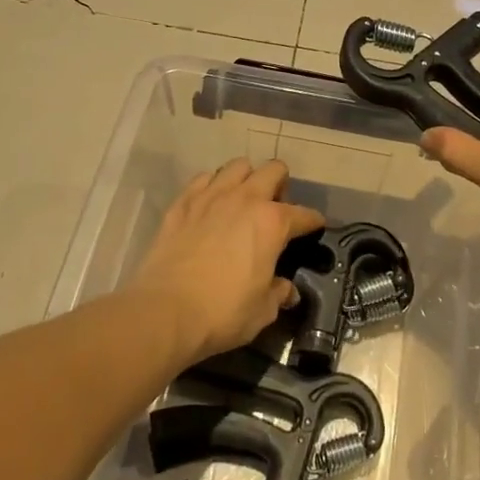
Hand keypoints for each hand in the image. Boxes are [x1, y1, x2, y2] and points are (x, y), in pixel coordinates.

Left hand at [121, 158, 325, 367]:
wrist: (165, 311)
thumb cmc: (223, 312)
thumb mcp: (263, 310)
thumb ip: (278, 293)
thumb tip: (286, 290)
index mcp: (273, 222)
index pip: (304, 214)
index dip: (313, 222)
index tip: (315, 227)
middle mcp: (245, 199)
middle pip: (273, 170)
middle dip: (281, 184)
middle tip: (276, 208)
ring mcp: (210, 196)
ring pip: (237, 166)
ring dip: (246, 179)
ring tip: (243, 200)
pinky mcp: (182, 203)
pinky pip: (203, 179)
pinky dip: (212, 186)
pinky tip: (210, 204)